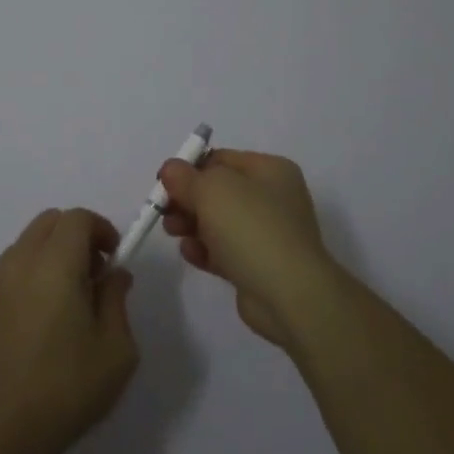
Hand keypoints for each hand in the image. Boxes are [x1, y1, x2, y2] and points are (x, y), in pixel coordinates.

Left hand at [0, 208, 138, 453]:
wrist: (4, 432)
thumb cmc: (69, 388)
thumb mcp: (116, 348)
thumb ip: (117, 298)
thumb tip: (114, 274)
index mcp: (55, 265)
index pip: (77, 218)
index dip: (100, 228)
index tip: (113, 256)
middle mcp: (20, 263)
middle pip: (48, 222)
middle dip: (76, 235)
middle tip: (93, 273)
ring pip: (26, 243)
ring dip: (51, 253)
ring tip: (66, 297)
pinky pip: (9, 269)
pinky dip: (29, 273)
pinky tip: (39, 316)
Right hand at [158, 149, 337, 350]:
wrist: (289, 294)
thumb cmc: (251, 228)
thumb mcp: (212, 190)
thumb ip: (186, 177)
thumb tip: (170, 170)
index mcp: (270, 170)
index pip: (221, 159)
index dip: (189, 168)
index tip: (164, 183)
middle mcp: (272, 198)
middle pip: (217, 191)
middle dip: (187, 200)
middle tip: (165, 211)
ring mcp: (267, 233)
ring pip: (218, 222)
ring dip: (191, 225)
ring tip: (173, 233)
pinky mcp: (258, 265)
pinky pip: (224, 251)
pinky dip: (204, 250)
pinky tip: (191, 255)